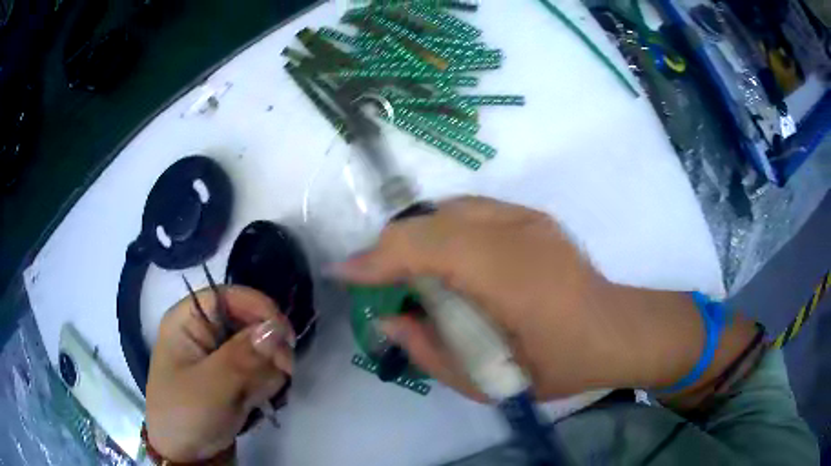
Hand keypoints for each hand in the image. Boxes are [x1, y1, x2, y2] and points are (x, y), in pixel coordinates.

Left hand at [145, 286, 294, 461]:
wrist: (187, 456)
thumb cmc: (186, 416)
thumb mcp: (211, 387)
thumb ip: (243, 357)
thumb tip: (276, 327)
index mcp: (188, 321)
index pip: (229, 296)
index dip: (258, 309)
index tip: (286, 337)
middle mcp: (205, 332)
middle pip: (250, 322)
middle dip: (267, 350)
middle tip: (279, 375)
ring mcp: (221, 356)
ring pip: (262, 349)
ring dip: (267, 373)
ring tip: (253, 397)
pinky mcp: (234, 376)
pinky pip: (263, 370)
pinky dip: (267, 385)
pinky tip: (255, 402)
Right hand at [333, 197, 753, 400]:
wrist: (613, 331)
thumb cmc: (556, 365)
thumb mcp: (487, 382)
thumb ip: (430, 352)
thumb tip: (389, 319)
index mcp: (508, 276)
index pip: (425, 247)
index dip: (377, 258)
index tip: (345, 272)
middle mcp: (515, 232)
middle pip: (430, 220)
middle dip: (392, 247)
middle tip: (381, 281)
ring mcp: (527, 217)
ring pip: (448, 208)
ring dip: (419, 235)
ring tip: (413, 271)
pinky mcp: (533, 215)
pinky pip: (470, 210)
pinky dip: (445, 229)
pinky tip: (451, 260)